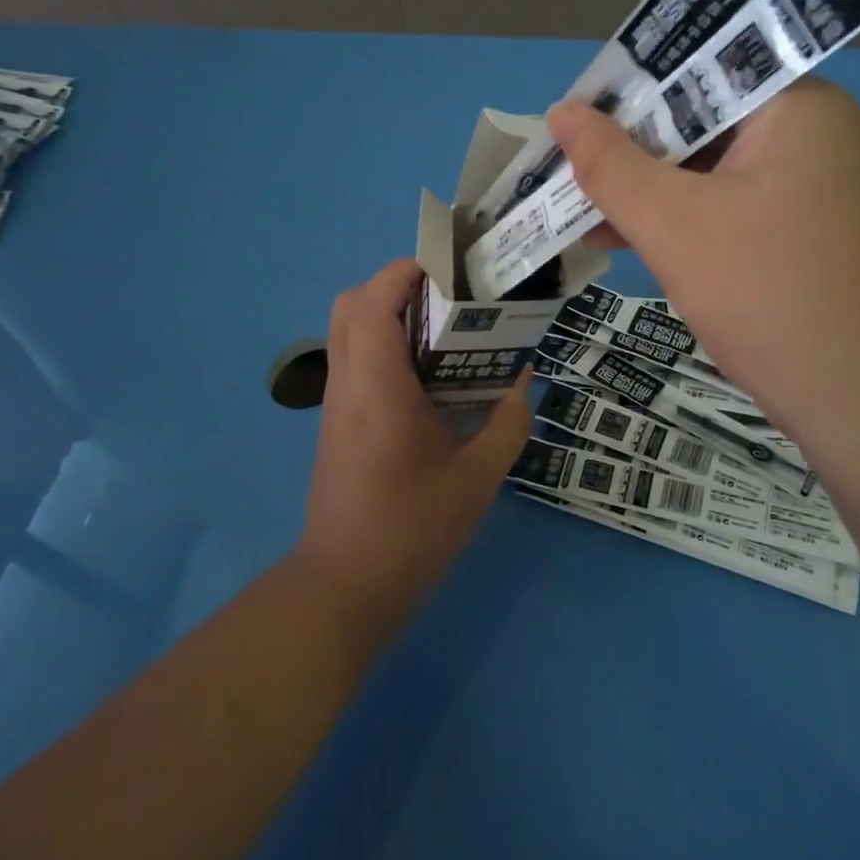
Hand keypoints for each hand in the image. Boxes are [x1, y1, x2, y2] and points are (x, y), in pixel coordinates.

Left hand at [295, 259, 532, 629]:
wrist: (345, 588)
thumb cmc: (412, 529)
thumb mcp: (478, 477)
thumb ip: (507, 422)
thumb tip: (522, 381)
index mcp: (378, 386)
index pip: (374, 300)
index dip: (408, 271)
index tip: (453, 271)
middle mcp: (349, 383)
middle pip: (352, 304)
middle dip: (397, 285)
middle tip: (448, 298)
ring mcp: (337, 403)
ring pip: (349, 330)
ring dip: (390, 313)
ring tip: (444, 329)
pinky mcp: (338, 422)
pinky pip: (355, 359)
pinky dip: (385, 344)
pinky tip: (429, 375)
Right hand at [546, 81, 859, 447]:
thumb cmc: (764, 293)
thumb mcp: (672, 224)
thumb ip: (610, 164)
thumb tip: (562, 111)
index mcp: (799, 106)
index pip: (701, 73)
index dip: (631, 94)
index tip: (578, 120)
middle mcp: (821, 133)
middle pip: (709, 122)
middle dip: (636, 154)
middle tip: (573, 170)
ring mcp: (824, 184)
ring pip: (720, 169)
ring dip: (654, 193)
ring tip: (585, 216)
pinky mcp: (817, 229)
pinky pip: (740, 204)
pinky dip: (690, 220)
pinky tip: (633, 243)